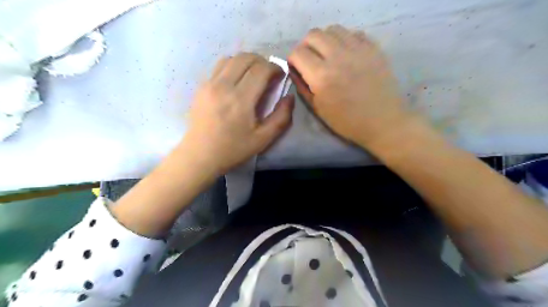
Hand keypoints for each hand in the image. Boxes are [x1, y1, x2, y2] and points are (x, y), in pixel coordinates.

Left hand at [181, 53, 293, 174]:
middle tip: (269, 74)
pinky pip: (219, 66)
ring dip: (247, 62)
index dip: (275, 68)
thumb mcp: (263, 139)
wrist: (200, 155)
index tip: (280, 75)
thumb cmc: (233, 149)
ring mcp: (209, 84)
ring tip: (253, 75)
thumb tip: (289, 97)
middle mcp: (224, 86)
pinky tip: (236, 80)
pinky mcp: (201, 86)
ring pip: (232, 58)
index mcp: (241, 100)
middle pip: (246, 58)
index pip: (261, 69)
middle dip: (262, 61)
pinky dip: (232, 66)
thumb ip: (281, 117)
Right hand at [288, 24, 412, 148]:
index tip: (297, 67)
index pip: (298, 53)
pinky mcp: (373, 48)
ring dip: (325, 40)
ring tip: (328, 55)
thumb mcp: (318, 109)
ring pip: (333, 29)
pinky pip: (353, 33)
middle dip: (306, 46)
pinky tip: (346, 54)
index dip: (293, 59)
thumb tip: (294, 71)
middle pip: (313, 35)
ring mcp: (357, 49)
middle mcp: (337, 56)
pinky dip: (344, 40)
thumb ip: (303, 87)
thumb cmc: (347, 121)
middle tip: (310, 59)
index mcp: (321, 76)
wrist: (382, 121)